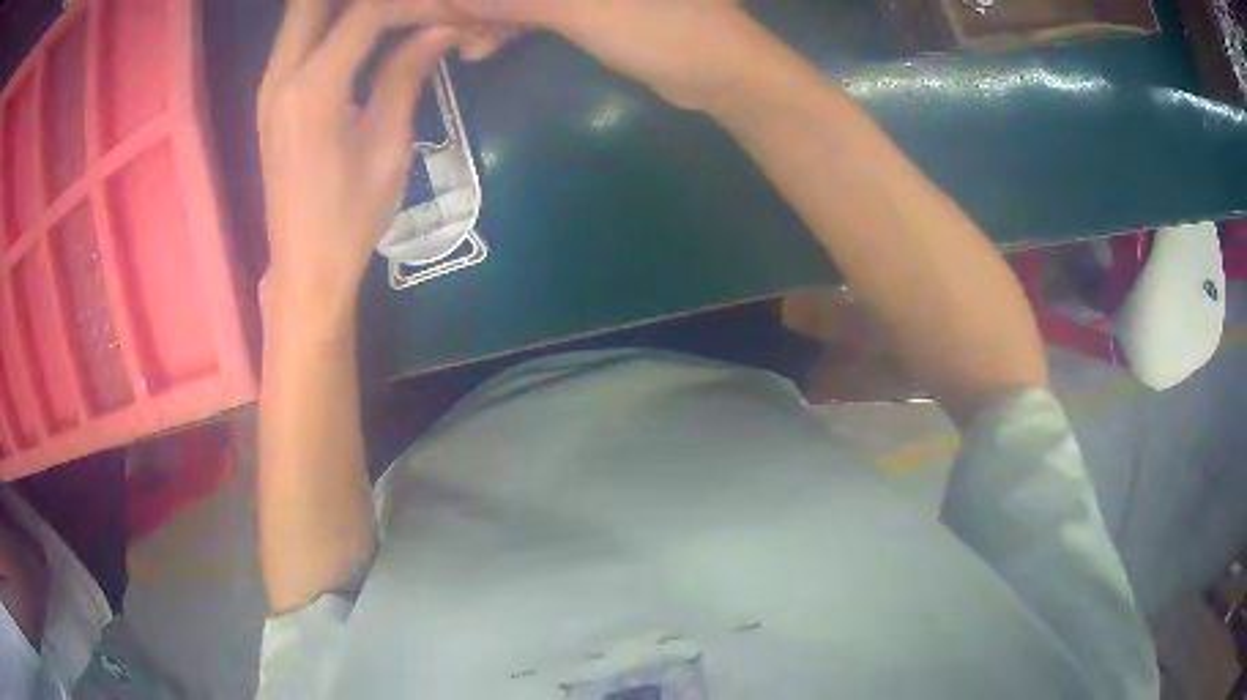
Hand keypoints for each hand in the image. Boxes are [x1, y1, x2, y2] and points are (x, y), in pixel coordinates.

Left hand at [258, 0, 459, 305]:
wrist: (304, 267)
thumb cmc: (351, 216)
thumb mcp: (388, 145)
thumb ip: (406, 75)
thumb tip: (441, 29)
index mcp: (314, 89)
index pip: (366, 12)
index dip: (413, 6)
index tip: (447, 16)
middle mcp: (281, 76)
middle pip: (312, 1)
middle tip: (404, 9)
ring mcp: (269, 87)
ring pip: (301, 15)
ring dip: (341, 8)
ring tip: (390, 17)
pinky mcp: (270, 99)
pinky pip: (297, 38)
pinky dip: (328, 23)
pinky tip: (362, 32)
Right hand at [446, 0, 770, 110]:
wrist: (719, 71)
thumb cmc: (664, 30)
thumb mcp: (583, 11)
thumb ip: (515, 0)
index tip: (438, 9)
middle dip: (476, 3)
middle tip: (451, 30)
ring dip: (486, 14)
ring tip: (470, 45)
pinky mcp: (587, 1)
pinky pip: (533, 5)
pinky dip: (507, 22)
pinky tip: (487, 44)